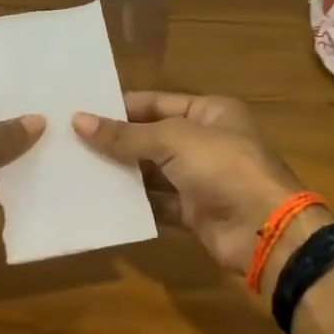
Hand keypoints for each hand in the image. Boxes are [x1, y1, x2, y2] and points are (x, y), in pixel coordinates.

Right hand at [74, 93, 319, 289]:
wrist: (263, 230)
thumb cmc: (223, 168)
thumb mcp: (173, 141)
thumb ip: (126, 135)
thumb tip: (78, 120)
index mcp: (210, 112)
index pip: (156, 102)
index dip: (120, 107)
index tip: (80, 111)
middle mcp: (205, 142)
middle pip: (152, 137)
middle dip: (116, 141)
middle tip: (70, 142)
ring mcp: (200, 179)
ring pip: (152, 172)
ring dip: (121, 172)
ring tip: (77, 169)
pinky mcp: (193, 212)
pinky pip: (157, 203)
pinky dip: (134, 203)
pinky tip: (101, 200)